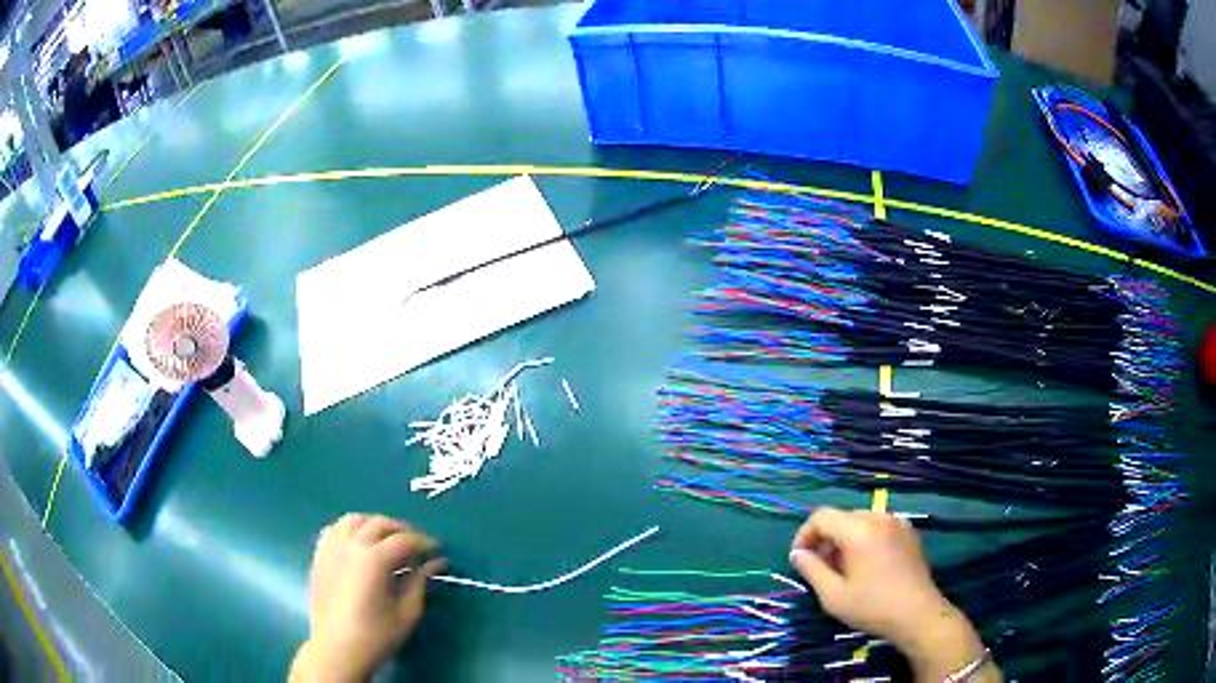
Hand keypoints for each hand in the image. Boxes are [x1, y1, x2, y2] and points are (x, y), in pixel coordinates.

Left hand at [290, 514, 445, 682]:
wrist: (337, 649)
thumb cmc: (376, 635)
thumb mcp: (407, 611)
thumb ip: (420, 581)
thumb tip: (435, 562)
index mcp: (374, 560)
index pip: (404, 540)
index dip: (424, 542)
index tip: (437, 550)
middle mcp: (350, 545)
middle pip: (379, 523)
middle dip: (402, 530)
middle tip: (417, 544)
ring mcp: (331, 548)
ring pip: (354, 520)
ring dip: (374, 524)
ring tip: (387, 539)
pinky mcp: (319, 556)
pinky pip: (334, 530)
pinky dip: (350, 529)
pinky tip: (359, 544)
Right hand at [789, 508, 999, 682]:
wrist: (917, 614)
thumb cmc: (872, 606)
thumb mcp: (833, 595)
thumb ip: (812, 570)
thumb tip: (798, 554)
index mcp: (858, 530)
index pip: (822, 516)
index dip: (805, 535)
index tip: (800, 559)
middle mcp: (878, 518)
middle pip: (842, 518)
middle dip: (826, 539)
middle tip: (820, 568)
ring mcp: (897, 523)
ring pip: (861, 522)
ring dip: (845, 540)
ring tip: (843, 569)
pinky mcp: (909, 533)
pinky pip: (879, 527)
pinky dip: (865, 540)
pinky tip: (867, 566)